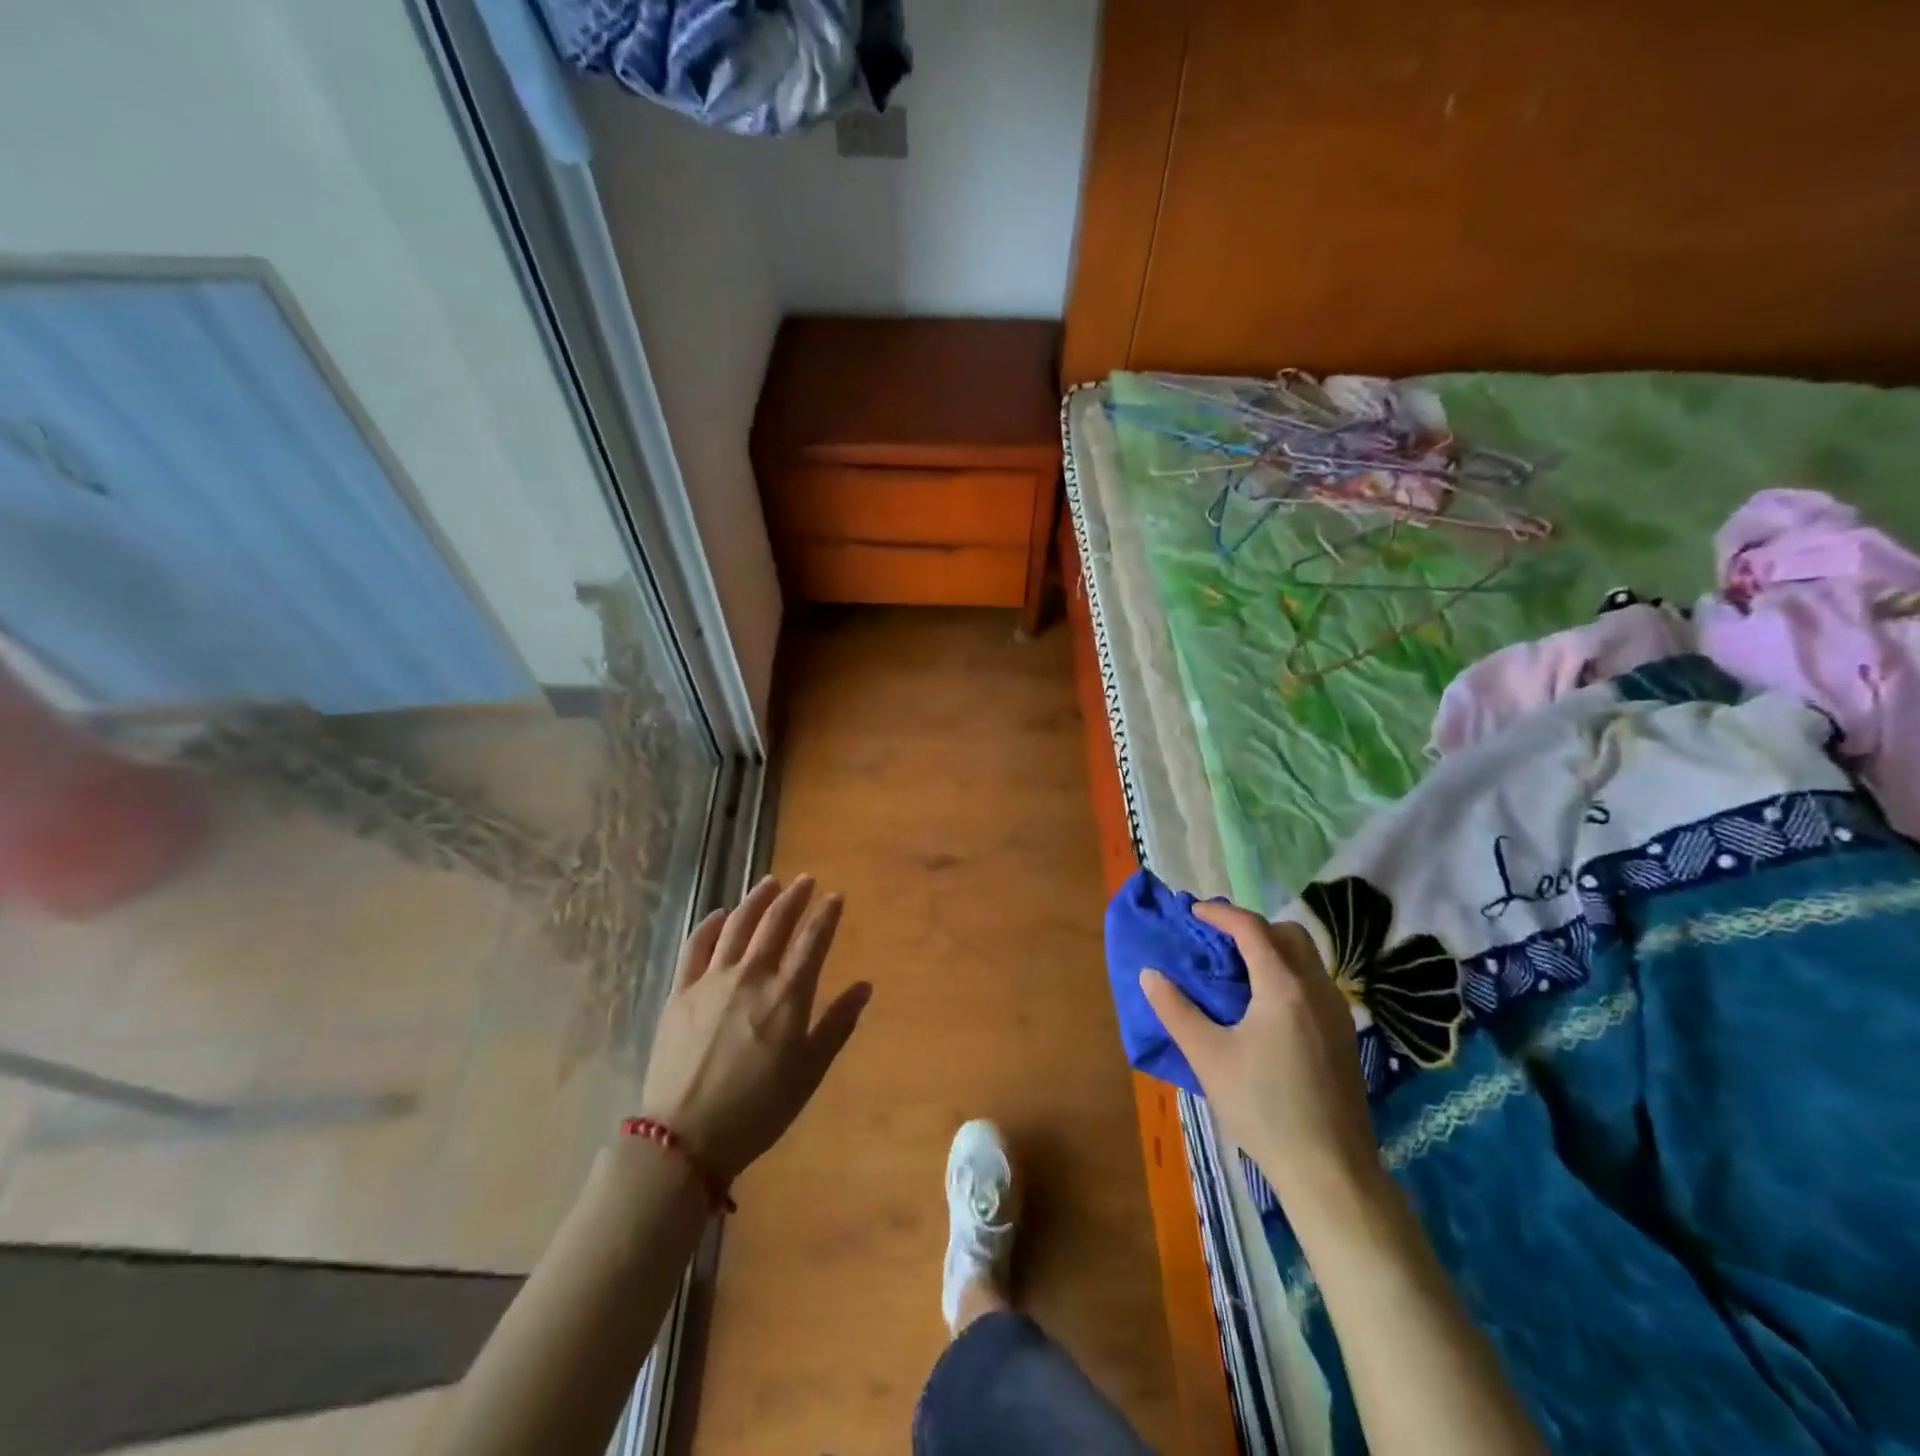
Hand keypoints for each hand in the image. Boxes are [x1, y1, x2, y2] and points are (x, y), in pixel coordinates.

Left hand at [638, 875, 870, 1183]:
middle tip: (805, 880)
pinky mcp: (680, 992)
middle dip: (793, 897)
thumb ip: (837, 1025)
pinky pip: (696, 947)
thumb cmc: (759, 1109)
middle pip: (775, 923)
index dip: (825, 915)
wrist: (685, 1137)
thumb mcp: (809, 1072)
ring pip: (737, 926)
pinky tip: (720, 914)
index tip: (835, 896)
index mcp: (787, 995)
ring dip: (755, 900)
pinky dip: (710, 925)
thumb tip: (864, 987)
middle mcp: (751, 976)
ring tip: (769, 883)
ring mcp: (711, 981)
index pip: (812, 940)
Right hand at [1140, 903, 1378, 1203]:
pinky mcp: (1345, 1035)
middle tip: (1218, 941)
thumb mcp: (1208, 1056)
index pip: (1251, 928)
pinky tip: (1266, 1006)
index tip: (1193, 913)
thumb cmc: (1262, 1107)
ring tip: (1238, 970)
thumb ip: (1175, 1010)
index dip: (1220, 914)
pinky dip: (1288, 973)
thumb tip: (1150, 975)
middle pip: (1287, 934)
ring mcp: (1337, 1012)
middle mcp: (1316, 988)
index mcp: (1282, 986)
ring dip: (1272, 949)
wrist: (1330, 1169)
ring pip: (1306, 957)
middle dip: (1251, 927)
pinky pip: (1314, 982)